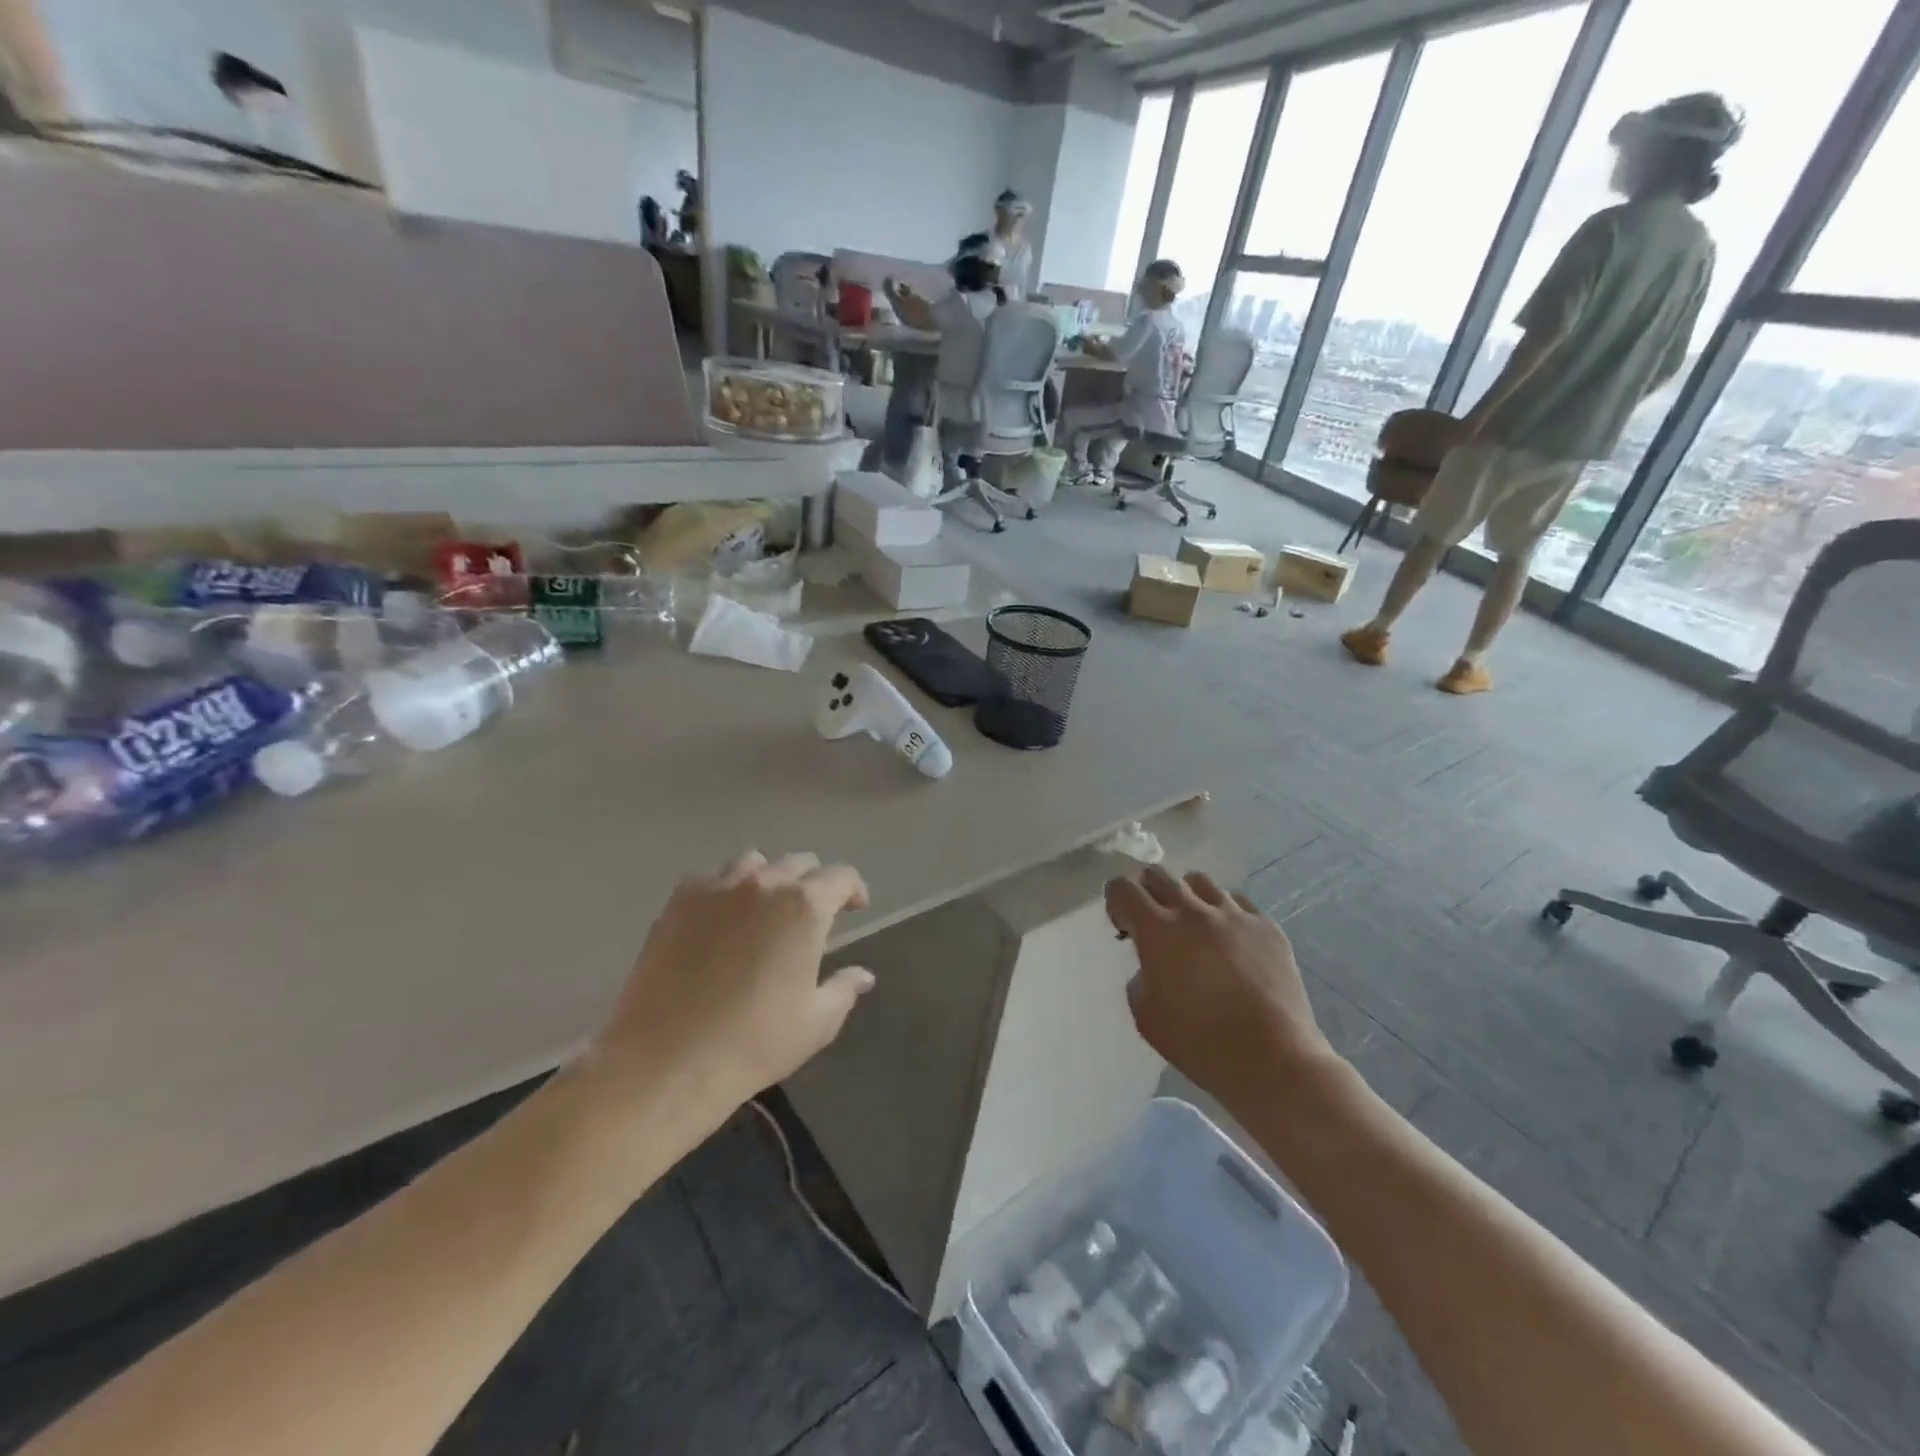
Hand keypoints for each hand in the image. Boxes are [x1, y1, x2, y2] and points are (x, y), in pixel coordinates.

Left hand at [585, 851, 874, 1117]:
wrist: (666, 1063)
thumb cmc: (754, 1043)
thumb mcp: (816, 1023)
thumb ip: (844, 989)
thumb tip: (862, 974)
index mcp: (805, 906)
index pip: (841, 877)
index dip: (853, 889)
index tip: (855, 908)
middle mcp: (763, 884)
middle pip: (797, 863)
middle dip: (812, 883)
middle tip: (812, 914)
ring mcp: (716, 889)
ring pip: (752, 863)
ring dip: (768, 878)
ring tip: (764, 909)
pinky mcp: (677, 904)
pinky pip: (709, 881)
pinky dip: (723, 892)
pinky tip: (719, 922)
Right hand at [1106, 867, 1338, 1111]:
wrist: (1273, 1060)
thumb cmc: (1200, 1043)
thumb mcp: (1146, 1016)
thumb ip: (1140, 977)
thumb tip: (1152, 965)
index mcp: (1157, 930)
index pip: (1122, 889)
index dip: (1116, 902)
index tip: (1125, 926)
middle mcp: (1194, 911)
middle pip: (1159, 875)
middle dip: (1148, 891)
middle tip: (1154, 921)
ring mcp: (1234, 915)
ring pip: (1200, 882)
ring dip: (1188, 897)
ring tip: (1194, 925)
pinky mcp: (1267, 926)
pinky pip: (1237, 903)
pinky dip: (1224, 913)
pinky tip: (1230, 941)